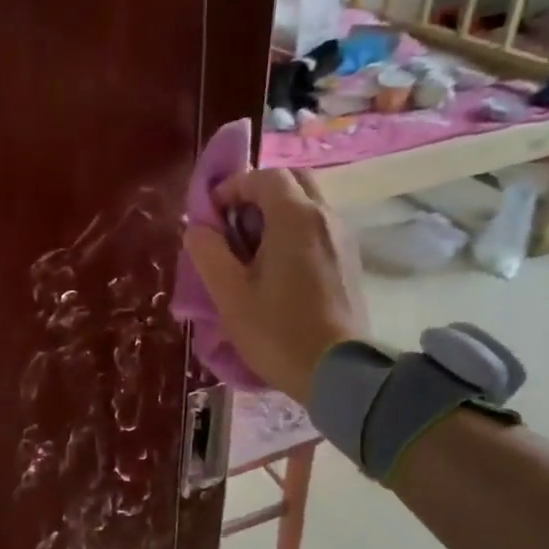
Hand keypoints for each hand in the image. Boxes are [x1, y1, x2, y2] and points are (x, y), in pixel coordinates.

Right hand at [181, 168, 369, 401]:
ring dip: (277, 213)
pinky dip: (294, 232)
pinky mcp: (350, 260)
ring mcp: (343, 238)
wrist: (337, 372)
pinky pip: (319, 228)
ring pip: (308, 204)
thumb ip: (208, 252)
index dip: (232, 187)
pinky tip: (278, 269)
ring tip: (252, 251)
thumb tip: (198, 228)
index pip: (263, 176)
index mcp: (295, 217)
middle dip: (258, 193)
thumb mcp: (228, 294)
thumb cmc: (277, 331)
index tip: (212, 217)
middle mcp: (325, 217)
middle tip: (234, 226)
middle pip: (292, 181)